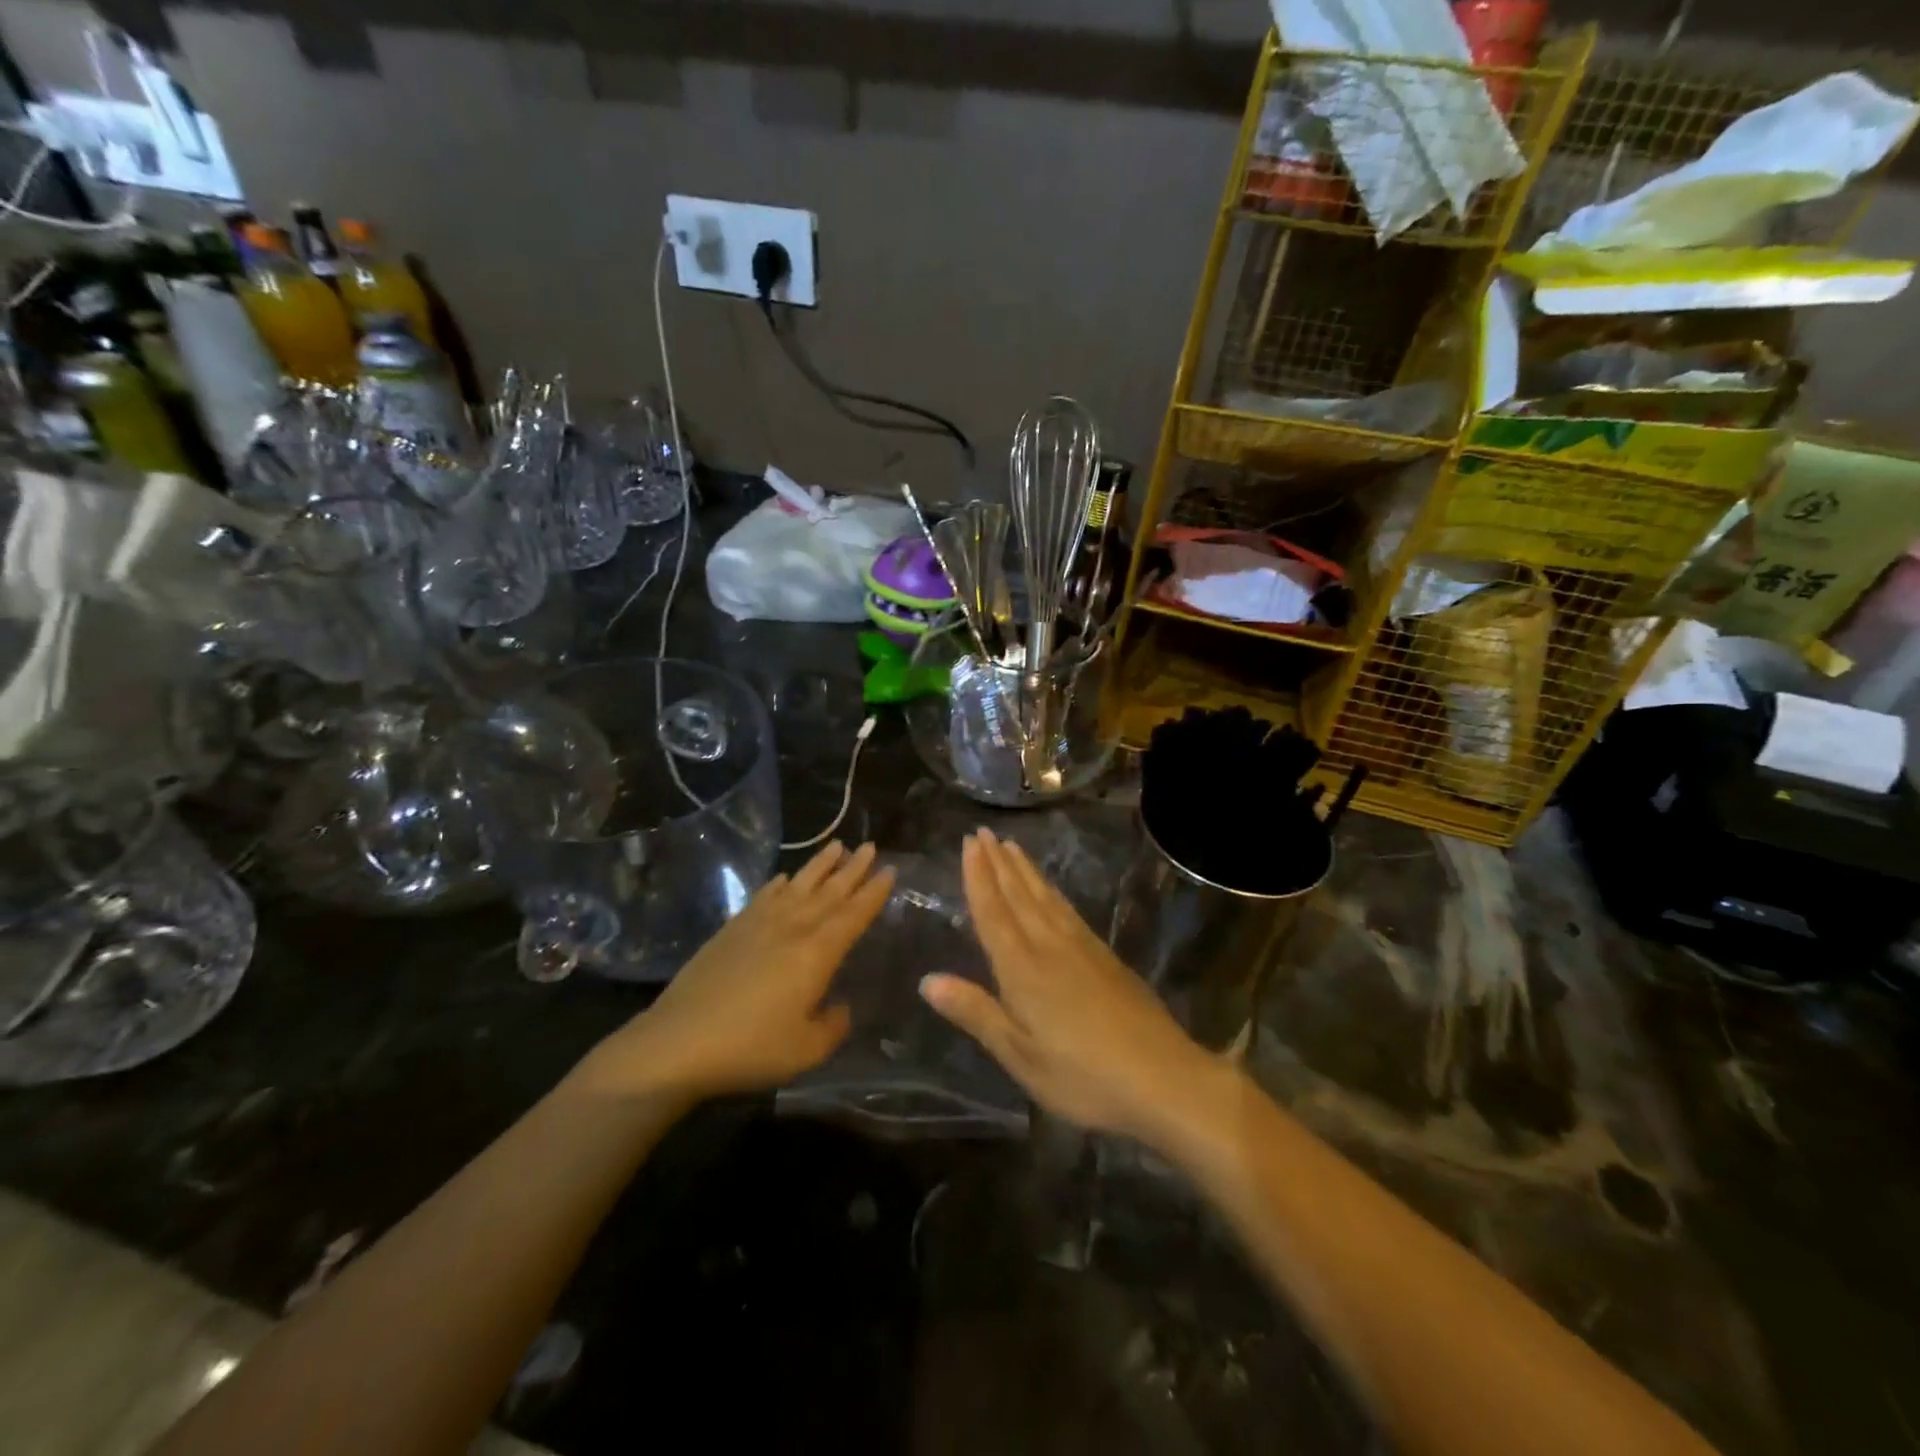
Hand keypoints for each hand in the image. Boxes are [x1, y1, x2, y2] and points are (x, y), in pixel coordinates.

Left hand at [584, 842, 893, 1102]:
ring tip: (838, 846)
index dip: (874, 892)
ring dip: (820, 865)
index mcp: (817, 953)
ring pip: (798, 885)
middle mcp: (792, 928)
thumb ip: (834, 1025)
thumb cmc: (750, 1048)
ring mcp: (759, 924)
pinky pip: (764, 896)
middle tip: (871, 847)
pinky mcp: (732, 929)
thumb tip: (841, 1007)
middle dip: (853, 869)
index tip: (890, 869)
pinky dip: (779, 883)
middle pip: (830, 892)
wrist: (678, 1042)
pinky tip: (785, 877)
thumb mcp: (806, 1050)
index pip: (853, 915)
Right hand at [920, 827, 1223, 1145]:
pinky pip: (1068, 909)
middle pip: (1019, 896)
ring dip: (1025, 870)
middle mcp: (1050, 946)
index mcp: (1023, 969)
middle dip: (998, 863)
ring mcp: (1082, 947)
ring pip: (1045, 897)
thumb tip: (927, 980)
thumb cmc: (1083, 1076)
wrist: (1164, 1078)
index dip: (978, 877)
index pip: (993, 913)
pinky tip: (1051, 890)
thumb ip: (976, 1013)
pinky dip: (1052, 891)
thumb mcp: (1021, 1055)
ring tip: (1011, 846)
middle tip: (983, 831)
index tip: (968, 843)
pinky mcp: (1106, 956)